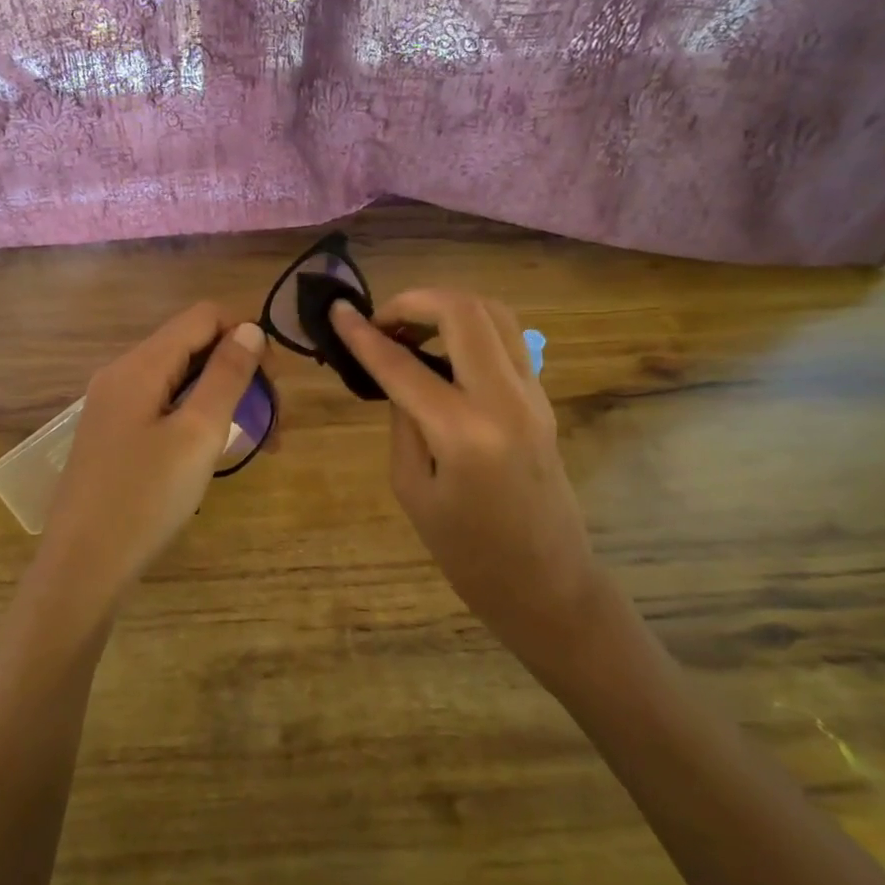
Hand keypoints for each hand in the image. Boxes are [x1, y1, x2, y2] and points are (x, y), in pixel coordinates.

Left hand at [38, 303, 269, 601]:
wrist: (83, 567)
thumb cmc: (145, 499)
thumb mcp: (197, 434)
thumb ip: (226, 376)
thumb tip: (250, 329)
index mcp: (140, 365)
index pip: (203, 316)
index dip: (246, 335)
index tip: (274, 382)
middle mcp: (122, 374)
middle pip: (192, 346)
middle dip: (239, 372)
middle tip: (272, 423)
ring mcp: (114, 405)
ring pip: (181, 379)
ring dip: (223, 398)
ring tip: (254, 441)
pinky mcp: (114, 434)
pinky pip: (164, 405)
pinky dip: (197, 416)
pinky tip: (212, 451)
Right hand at [331, 291, 617, 679]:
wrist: (548, 582)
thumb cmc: (468, 554)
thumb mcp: (412, 490)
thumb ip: (403, 423)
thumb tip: (399, 376)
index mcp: (464, 432)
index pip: (403, 365)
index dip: (363, 335)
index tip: (336, 311)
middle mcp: (505, 399)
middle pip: (464, 312)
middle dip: (415, 301)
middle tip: (381, 322)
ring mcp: (533, 394)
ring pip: (494, 314)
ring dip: (447, 308)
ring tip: (410, 329)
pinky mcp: (542, 399)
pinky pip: (507, 340)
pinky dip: (470, 329)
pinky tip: (442, 352)